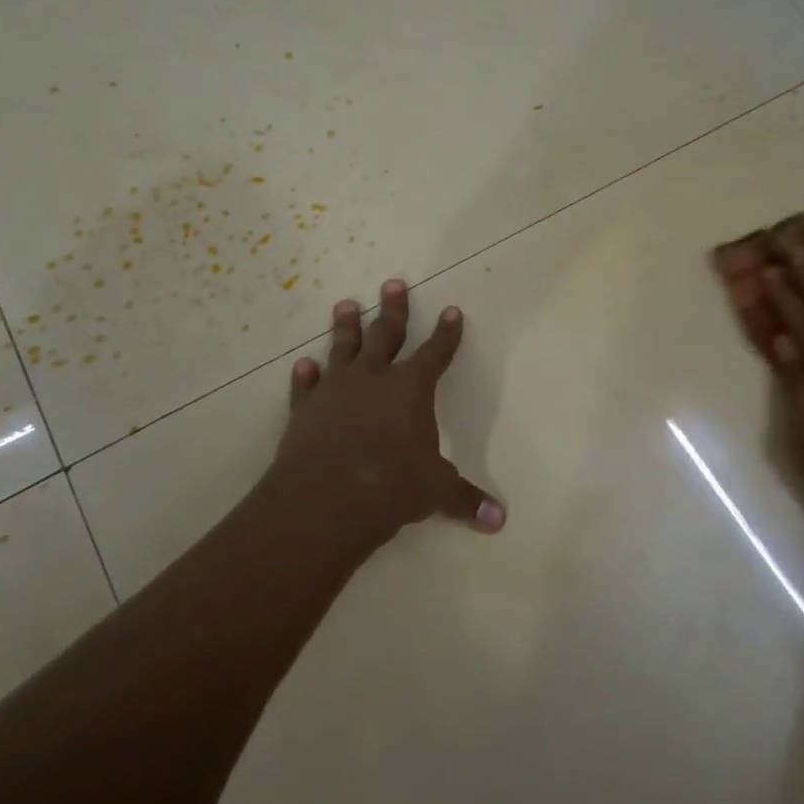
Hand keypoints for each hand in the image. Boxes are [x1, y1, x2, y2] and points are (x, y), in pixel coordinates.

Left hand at [269, 279, 504, 548]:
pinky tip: (304, 364)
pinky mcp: (305, 410)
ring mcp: (335, 390)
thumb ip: (465, 499)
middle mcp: (374, 378)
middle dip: (394, 309)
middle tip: (393, 283)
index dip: (446, 333)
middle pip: (386, 334)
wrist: (326, 499)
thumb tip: (500, 521)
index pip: (436, 353)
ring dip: (345, 326)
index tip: (451, 311)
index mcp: (411, 389)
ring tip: (345, 304)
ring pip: (342, 348)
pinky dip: (306, 375)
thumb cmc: (391, 487)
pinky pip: (306, 386)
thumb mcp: (436, 492)